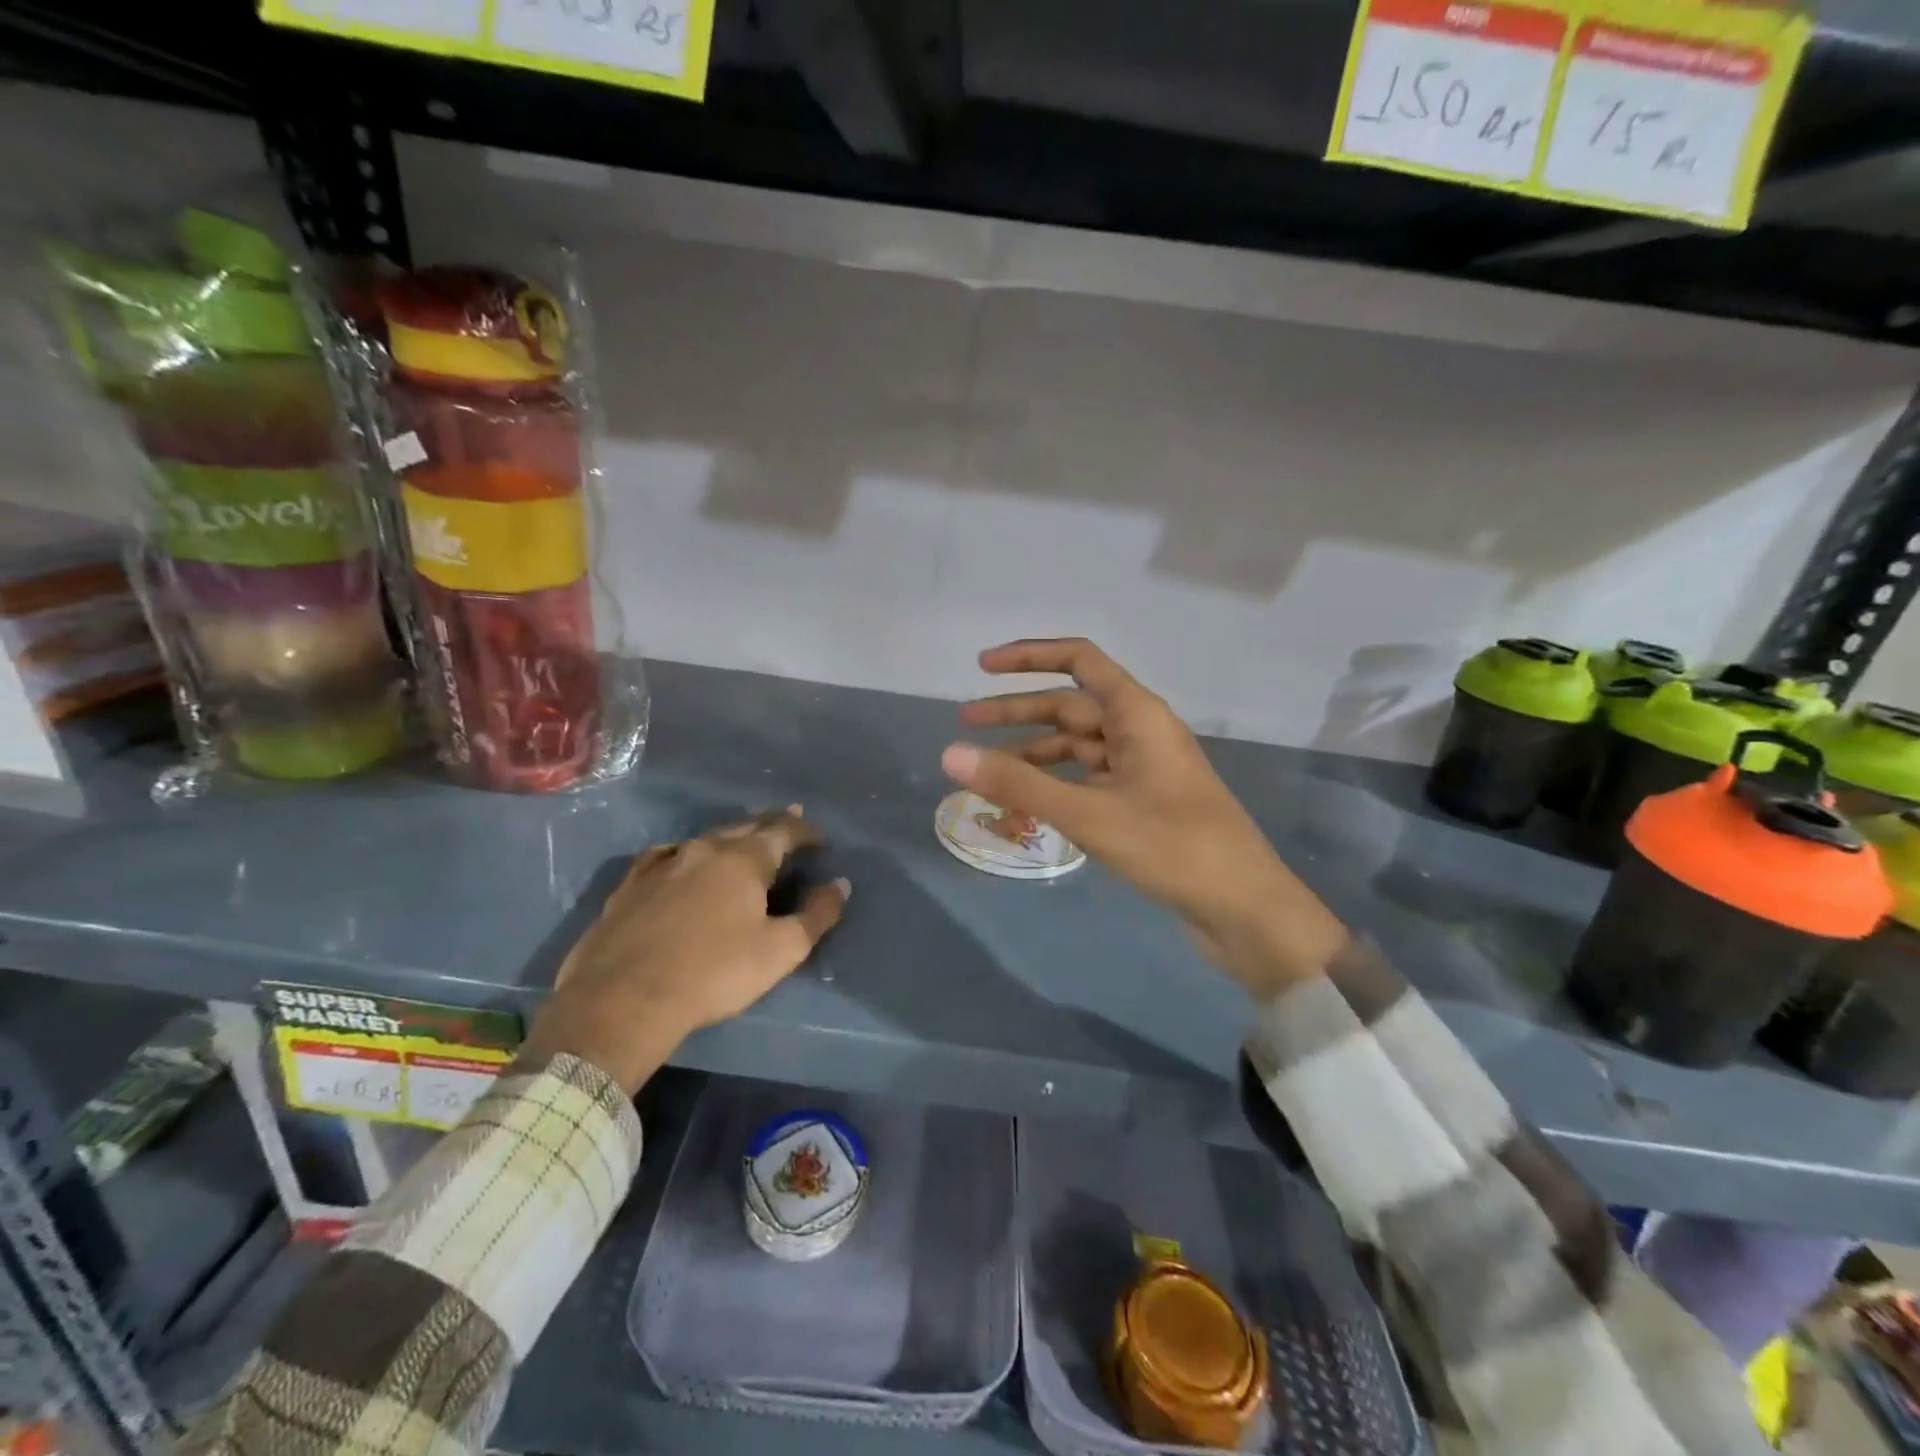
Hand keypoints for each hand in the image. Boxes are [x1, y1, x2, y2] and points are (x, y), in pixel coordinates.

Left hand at [519, 808, 849, 1093]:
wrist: (623, 999)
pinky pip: (664, 855)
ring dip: (731, 835)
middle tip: (789, 817)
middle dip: (771, 823)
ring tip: (742, 835)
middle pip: (745, 826)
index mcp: (744, 859)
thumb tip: (840, 884)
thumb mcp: (781, 950)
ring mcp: (663, 864)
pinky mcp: (630, 885)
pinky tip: (680, 857)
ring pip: (706, 838)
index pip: (783, 831)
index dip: (805, 830)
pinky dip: (684, 852)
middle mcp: (704, 849)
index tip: (821, 836)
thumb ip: (817, 914)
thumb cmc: (714, 973)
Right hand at [942, 639, 1345, 997]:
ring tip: (985, 768)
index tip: (983, 667)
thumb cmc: (1173, 847)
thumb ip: (1018, 784)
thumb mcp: (1089, 813)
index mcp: (1137, 714)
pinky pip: (1087, 782)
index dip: (1030, 657)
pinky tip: (1024, 804)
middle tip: (964, 722)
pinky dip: (1054, 786)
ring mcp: (1141, 770)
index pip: (1079, 661)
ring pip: (1076, 748)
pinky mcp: (1141, 805)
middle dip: (1017, 712)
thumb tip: (950, 754)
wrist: (1244, 910)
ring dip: (1032, 753)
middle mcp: (1139, 733)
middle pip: (1069, 707)